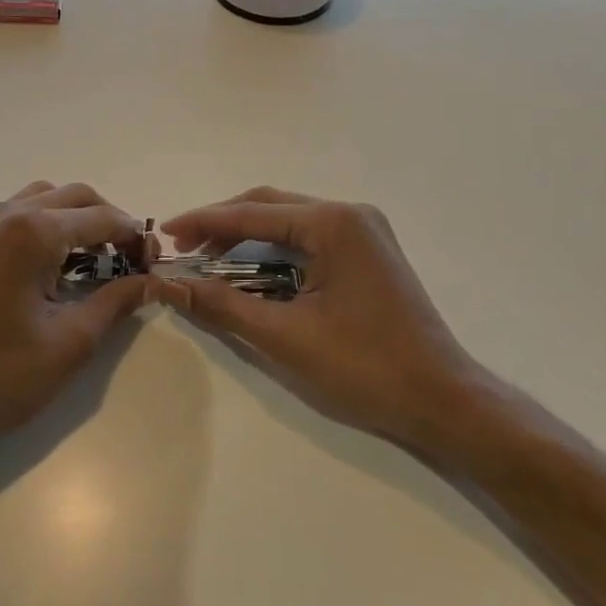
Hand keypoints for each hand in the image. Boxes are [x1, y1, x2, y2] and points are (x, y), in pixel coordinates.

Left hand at [0, 181, 151, 456]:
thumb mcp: (70, 342)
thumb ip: (115, 301)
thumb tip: (150, 281)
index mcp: (30, 232)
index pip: (100, 217)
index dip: (133, 236)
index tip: (154, 262)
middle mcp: (2, 214)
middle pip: (72, 197)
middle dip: (107, 221)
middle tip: (130, 258)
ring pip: (41, 199)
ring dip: (74, 220)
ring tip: (94, 260)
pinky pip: (14, 216)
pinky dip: (43, 227)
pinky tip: (52, 266)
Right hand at [156, 188, 486, 443]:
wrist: (441, 399)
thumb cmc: (363, 367)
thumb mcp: (284, 336)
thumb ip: (222, 304)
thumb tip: (170, 284)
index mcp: (333, 223)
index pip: (252, 214)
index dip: (203, 222)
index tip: (164, 233)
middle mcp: (350, 214)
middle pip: (270, 206)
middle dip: (222, 225)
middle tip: (182, 248)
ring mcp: (364, 231)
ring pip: (289, 221)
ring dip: (247, 237)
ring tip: (208, 262)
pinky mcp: (368, 252)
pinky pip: (309, 238)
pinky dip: (275, 251)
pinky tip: (251, 271)